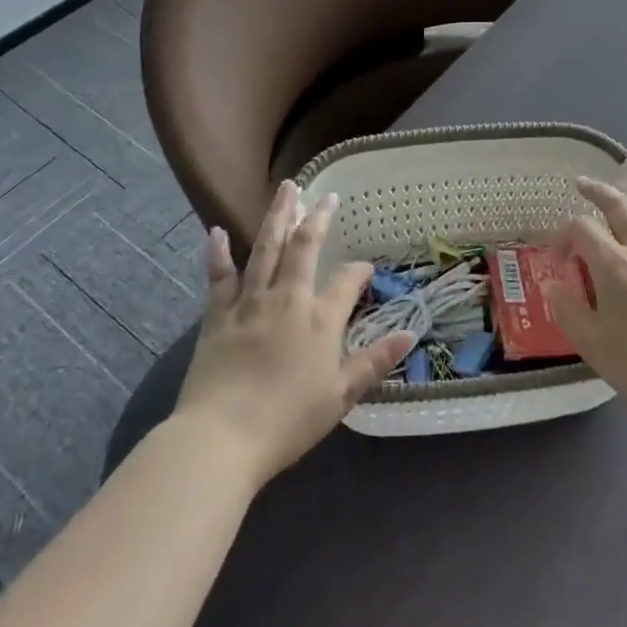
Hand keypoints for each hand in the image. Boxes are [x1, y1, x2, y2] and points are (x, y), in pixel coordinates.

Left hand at [173, 182, 412, 485]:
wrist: (221, 438)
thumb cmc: (287, 421)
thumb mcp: (341, 396)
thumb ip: (375, 361)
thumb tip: (410, 333)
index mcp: (320, 319)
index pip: (346, 281)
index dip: (359, 270)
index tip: (366, 268)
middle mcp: (287, 299)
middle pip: (304, 248)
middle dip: (317, 219)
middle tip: (325, 195)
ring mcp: (249, 302)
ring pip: (266, 249)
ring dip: (277, 216)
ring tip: (287, 188)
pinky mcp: (217, 315)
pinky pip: (219, 276)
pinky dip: (217, 253)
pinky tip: (215, 231)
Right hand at [546, 176, 626, 428]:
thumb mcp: (592, 344)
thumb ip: (568, 311)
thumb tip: (553, 286)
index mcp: (614, 263)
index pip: (582, 228)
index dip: (563, 236)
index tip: (557, 261)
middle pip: (619, 206)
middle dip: (597, 191)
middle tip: (582, 184)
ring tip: (620, 205)